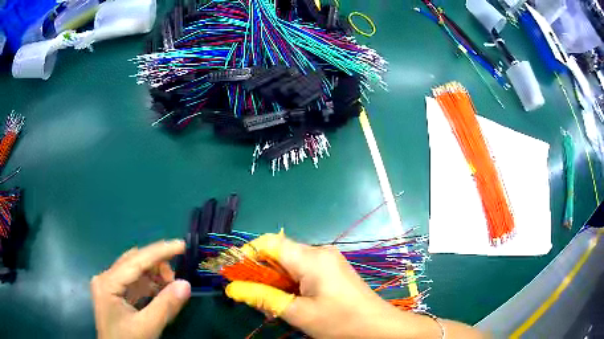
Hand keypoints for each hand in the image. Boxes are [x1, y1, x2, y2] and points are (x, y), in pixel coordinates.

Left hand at [91, 240, 191, 338]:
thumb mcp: (147, 327)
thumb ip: (166, 306)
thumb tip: (186, 285)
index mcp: (108, 283)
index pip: (135, 261)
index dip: (159, 252)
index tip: (181, 245)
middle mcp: (105, 278)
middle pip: (134, 262)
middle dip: (157, 266)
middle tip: (176, 280)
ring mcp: (108, 286)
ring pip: (134, 271)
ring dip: (154, 276)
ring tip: (170, 288)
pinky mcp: (114, 294)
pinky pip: (133, 283)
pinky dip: (149, 285)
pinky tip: (160, 293)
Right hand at [226, 233, 483, 338]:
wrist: (380, 328)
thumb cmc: (340, 322)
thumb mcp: (298, 313)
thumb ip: (264, 298)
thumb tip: (232, 288)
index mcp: (312, 258)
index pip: (269, 243)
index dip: (248, 254)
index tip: (235, 274)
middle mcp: (320, 252)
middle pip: (279, 253)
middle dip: (261, 272)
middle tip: (251, 295)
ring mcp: (329, 260)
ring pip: (290, 263)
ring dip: (275, 280)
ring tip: (270, 301)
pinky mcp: (333, 270)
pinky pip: (303, 270)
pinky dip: (290, 282)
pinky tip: (290, 300)